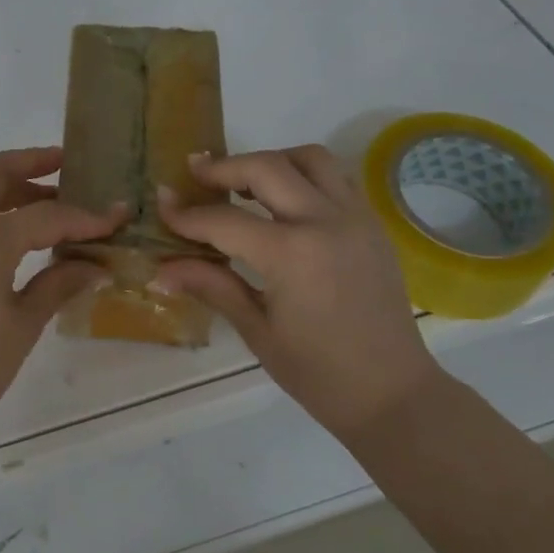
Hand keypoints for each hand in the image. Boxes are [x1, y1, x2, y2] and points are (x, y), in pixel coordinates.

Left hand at [0, 147, 121, 434]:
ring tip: (51, 201)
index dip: (84, 216)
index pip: (44, 214)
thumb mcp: (23, 324)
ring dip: (10, 186)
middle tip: (68, 168)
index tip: (115, 217)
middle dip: (31, 163)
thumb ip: (59, 283)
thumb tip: (96, 264)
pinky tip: (19, 235)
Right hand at [155, 145, 440, 435]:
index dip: (187, 214)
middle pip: (267, 167)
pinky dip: (305, 175)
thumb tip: (160, 272)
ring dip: (272, 160)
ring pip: (311, 158)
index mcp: (292, 254)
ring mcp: (356, 217)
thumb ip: (211, 286)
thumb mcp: (257, 331)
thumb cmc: (319, 373)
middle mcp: (326, 222)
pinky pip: (337, 177)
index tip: (162, 205)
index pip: (225, 220)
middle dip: (225, 166)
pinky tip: (285, 201)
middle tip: (196, 174)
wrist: (393, 393)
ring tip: (246, 183)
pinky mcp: (372, 224)